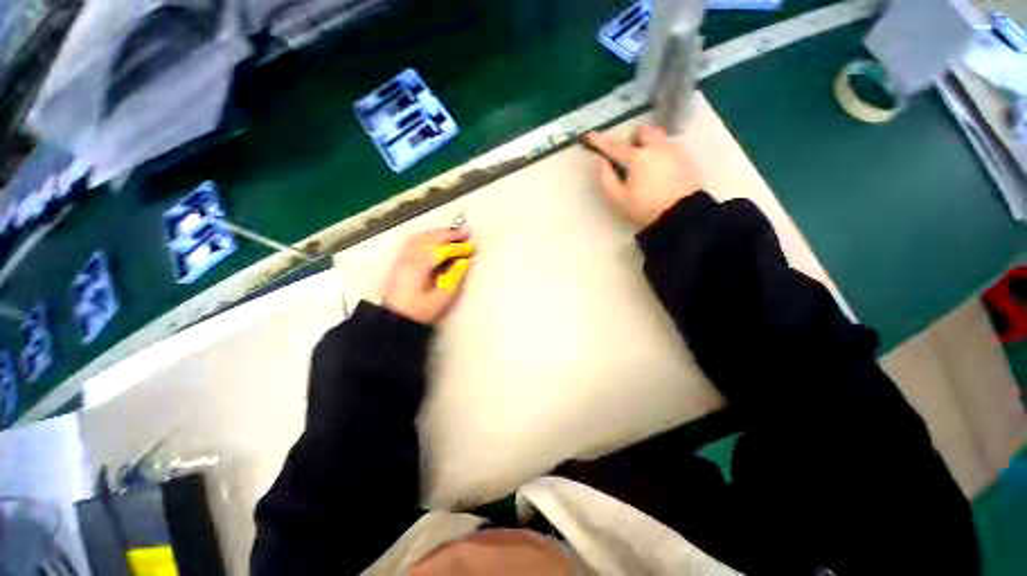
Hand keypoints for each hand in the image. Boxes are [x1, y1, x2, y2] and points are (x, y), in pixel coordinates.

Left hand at [383, 228, 473, 324]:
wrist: (394, 319)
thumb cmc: (419, 312)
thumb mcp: (441, 299)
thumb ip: (454, 278)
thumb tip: (464, 262)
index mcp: (418, 268)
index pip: (441, 250)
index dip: (458, 247)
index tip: (471, 247)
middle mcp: (408, 258)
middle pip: (429, 238)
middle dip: (449, 234)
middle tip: (465, 233)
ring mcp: (401, 258)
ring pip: (420, 237)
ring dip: (437, 232)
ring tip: (452, 233)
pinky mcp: (399, 261)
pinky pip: (413, 241)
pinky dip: (427, 236)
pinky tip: (434, 238)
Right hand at [585, 125, 703, 227]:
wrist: (682, 215)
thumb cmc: (645, 208)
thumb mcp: (619, 198)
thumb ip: (606, 178)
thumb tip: (600, 161)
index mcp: (637, 157)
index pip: (615, 146)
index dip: (600, 141)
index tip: (590, 135)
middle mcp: (657, 147)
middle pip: (643, 131)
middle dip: (634, 137)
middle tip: (629, 154)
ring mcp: (675, 150)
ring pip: (659, 137)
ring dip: (649, 144)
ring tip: (647, 164)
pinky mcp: (687, 157)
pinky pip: (671, 147)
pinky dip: (662, 153)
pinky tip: (661, 171)